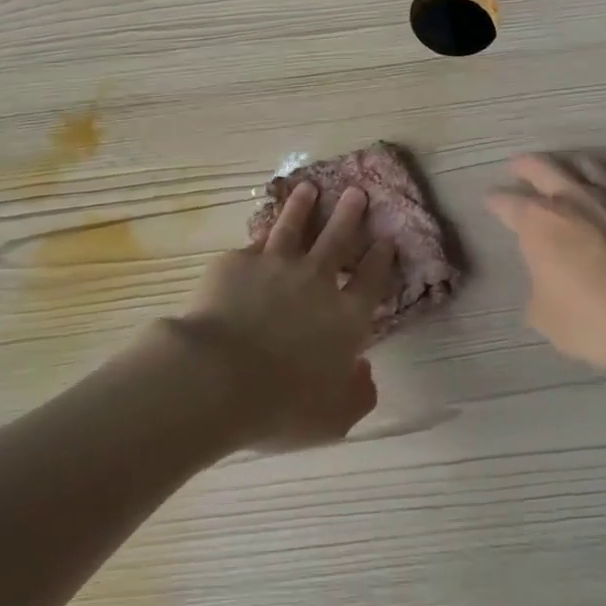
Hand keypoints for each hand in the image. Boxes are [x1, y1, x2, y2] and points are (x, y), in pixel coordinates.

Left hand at [168, 183, 396, 451]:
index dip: (380, 259)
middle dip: (349, 214)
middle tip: (356, 191)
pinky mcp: (237, 261)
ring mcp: (275, 265)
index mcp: (345, 317)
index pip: (371, 280)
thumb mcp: (334, 417)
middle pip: (337, 239)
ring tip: (308, 188)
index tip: (386, 238)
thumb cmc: (282, 405)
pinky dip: (263, 228)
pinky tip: (263, 221)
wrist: (219, 376)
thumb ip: (357, 394)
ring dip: (303, 206)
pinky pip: (255, 240)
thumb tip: (364, 370)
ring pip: (293, 226)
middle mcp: (315, 281)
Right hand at [487, 154, 605, 382]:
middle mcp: (574, 198)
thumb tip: (544, 286)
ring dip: (572, 164)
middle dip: (525, 166)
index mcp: (539, 222)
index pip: (506, 201)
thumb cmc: (602, 321)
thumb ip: (538, 294)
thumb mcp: (550, 321)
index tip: (490, 201)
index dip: (494, 201)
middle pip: (542, 166)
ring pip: (589, 164)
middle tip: (517, 166)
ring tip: (569, 168)